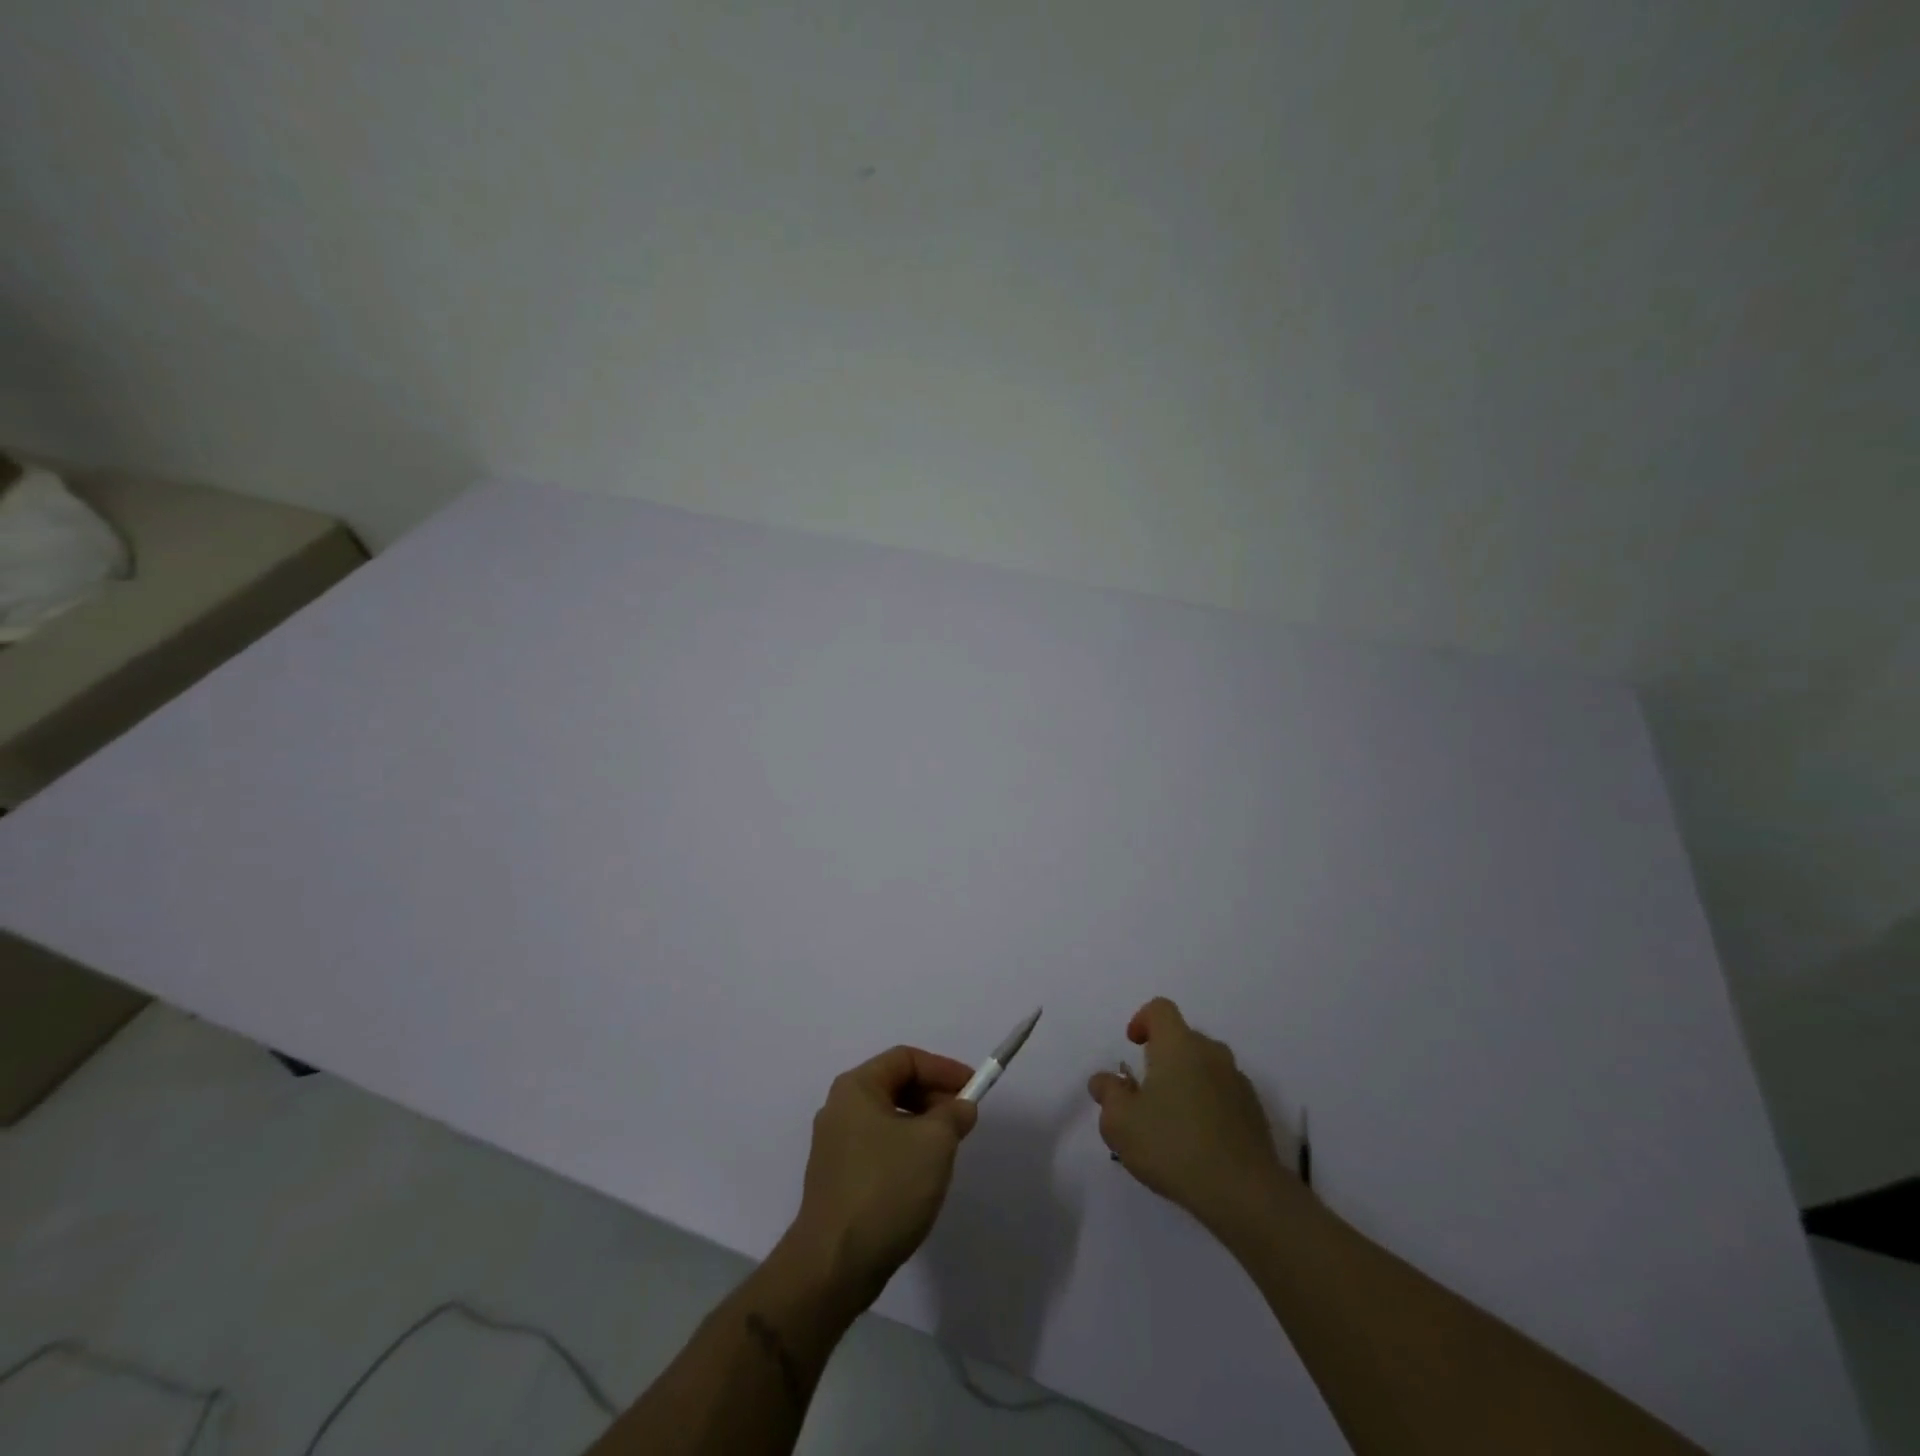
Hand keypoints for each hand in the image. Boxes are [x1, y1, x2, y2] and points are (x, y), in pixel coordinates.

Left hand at [787, 1045, 977, 1306]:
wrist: (834, 1265)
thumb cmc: (885, 1188)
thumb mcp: (934, 1142)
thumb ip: (953, 1114)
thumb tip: (960, 1107)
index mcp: (856, 1088)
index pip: (906, 1059)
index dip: (943, 1069)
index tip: (974, 1088)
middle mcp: (839, 1109)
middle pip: (895, 1086)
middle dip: (934, 1098)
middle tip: (963, 1120)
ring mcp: (834, 1146)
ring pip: (888, 1120)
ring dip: (922, 1127)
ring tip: (948, 1151)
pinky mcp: (837, 1180)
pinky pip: (879, 1149)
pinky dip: (905, 1151)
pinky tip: (922, 1178)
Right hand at [1088, 997, 1293, 1233]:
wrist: (1245, 1193)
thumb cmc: (1173, 1146)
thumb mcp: (1121, 1123)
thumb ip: (1108, 1094)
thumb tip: (1105, 1080)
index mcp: (1178, 1045)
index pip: (1160, 1009)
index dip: (1143, 1020)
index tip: (1133, 1045)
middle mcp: (1211, 1053)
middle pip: (1183, 1039)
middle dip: (1163, 1057)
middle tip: (1146, 1093)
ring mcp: (1238, 1081)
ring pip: (1205, 1067)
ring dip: (1187, 1082)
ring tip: (1173, 1121)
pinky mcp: (1254, 1111)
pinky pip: (1224, 1094)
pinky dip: (1209, 1105)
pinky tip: (1199, 1142)